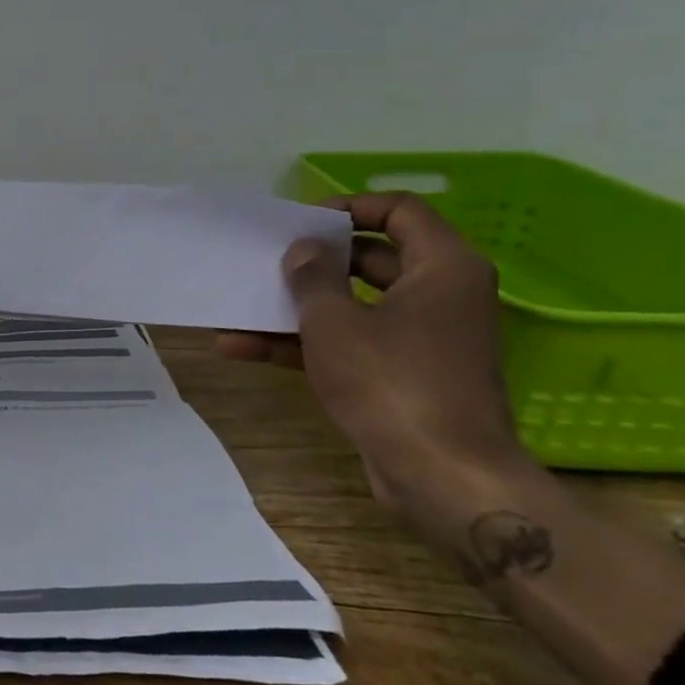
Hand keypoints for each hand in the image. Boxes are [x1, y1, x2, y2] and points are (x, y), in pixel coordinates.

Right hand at [217, 193, 539, 542]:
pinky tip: (243, 348)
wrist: (442, 476)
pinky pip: (351, 345)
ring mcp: (422, 339)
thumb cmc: (392, 382)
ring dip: (298, 308)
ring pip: (354, 306)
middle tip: (267, 260)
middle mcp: (440, 296)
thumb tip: (305, 250)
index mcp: (443, 268)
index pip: (400, 210)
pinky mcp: (403, 376)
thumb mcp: (335, 321)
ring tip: (241, 306)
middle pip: (372, 258)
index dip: (348, 208)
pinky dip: (304, 344)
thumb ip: (313, 277)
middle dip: (314, 261)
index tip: (302, 223)